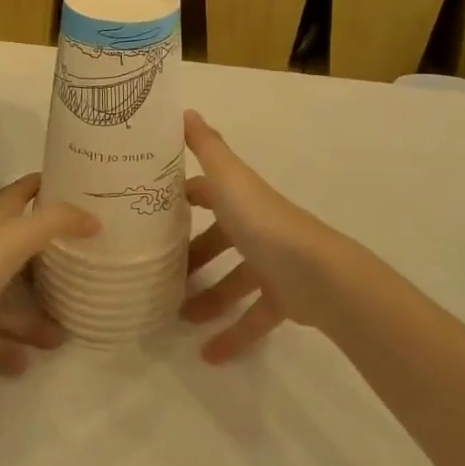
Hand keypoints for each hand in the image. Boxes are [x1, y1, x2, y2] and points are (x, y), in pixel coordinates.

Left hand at [0, 173, 98, 382]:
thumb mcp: (12, 241)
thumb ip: (53, 224)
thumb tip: (93, 218)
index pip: (18, 193)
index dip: (43, 185)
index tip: (76, 186)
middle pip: (15, 249)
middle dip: (49, 259)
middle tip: (84, 268)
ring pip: (3, 298)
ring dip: (32, 314)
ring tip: (64, 334)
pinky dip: (5, 347)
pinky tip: (27, 363)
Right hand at [181, 110, 339, 361]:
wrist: (317, 274)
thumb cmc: (263, 222)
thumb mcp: (228, 179)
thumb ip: (206, 147)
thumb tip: (184, 109)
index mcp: (239, 197)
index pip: (205, 192)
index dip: (180, 197)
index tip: (147, 210)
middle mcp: (254, 226)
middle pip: (217, 238)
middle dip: (190, 254)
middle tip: (156, 270)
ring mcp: (270, 263)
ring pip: (233, 279)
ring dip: (206, 297)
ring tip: (175, 316)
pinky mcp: (283, 298)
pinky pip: (254, 317)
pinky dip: (233, 335)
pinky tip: (208, 355)